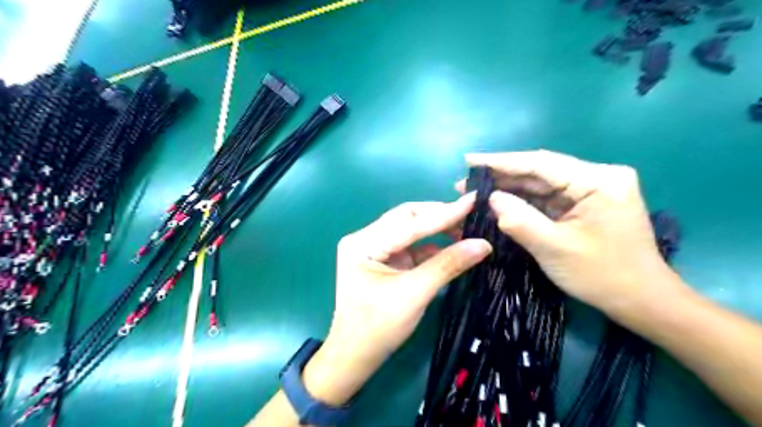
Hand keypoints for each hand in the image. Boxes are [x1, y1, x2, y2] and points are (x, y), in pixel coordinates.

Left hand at [301, 195, 490, 405]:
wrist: (356, 356)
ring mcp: (375, 248)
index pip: (409, 223)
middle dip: (439, 216)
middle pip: (407, 218)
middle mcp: (366, 238)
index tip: (474, 200)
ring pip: (411, 229)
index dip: (444, 213)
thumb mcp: (414, 294)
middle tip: (472, 215)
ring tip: (467, 229)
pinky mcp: (386, 259)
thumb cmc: (378, 327)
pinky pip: (412, 246)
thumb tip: (483, 244)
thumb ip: (447, 266)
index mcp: (363, 243)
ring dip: (438, 229)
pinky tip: (454, 246)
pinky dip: (433, 246)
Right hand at [461, 150, 687, 319]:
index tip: (469, 161)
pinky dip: (524, 202)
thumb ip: (519, 220)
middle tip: (466, 183)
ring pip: (542, 184)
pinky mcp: (586, 203)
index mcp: (599, 181)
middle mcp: (598, 177)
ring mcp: (593, 190)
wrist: (642, 301)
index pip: (540, 163)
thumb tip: (491, 199)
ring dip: (510, 189)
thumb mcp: (554, 248)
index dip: (501, 161)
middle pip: (540, 171)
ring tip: (476, 192)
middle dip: (502, 177)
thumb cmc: (602, 276)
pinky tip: (500, 203)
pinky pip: (548, 198)